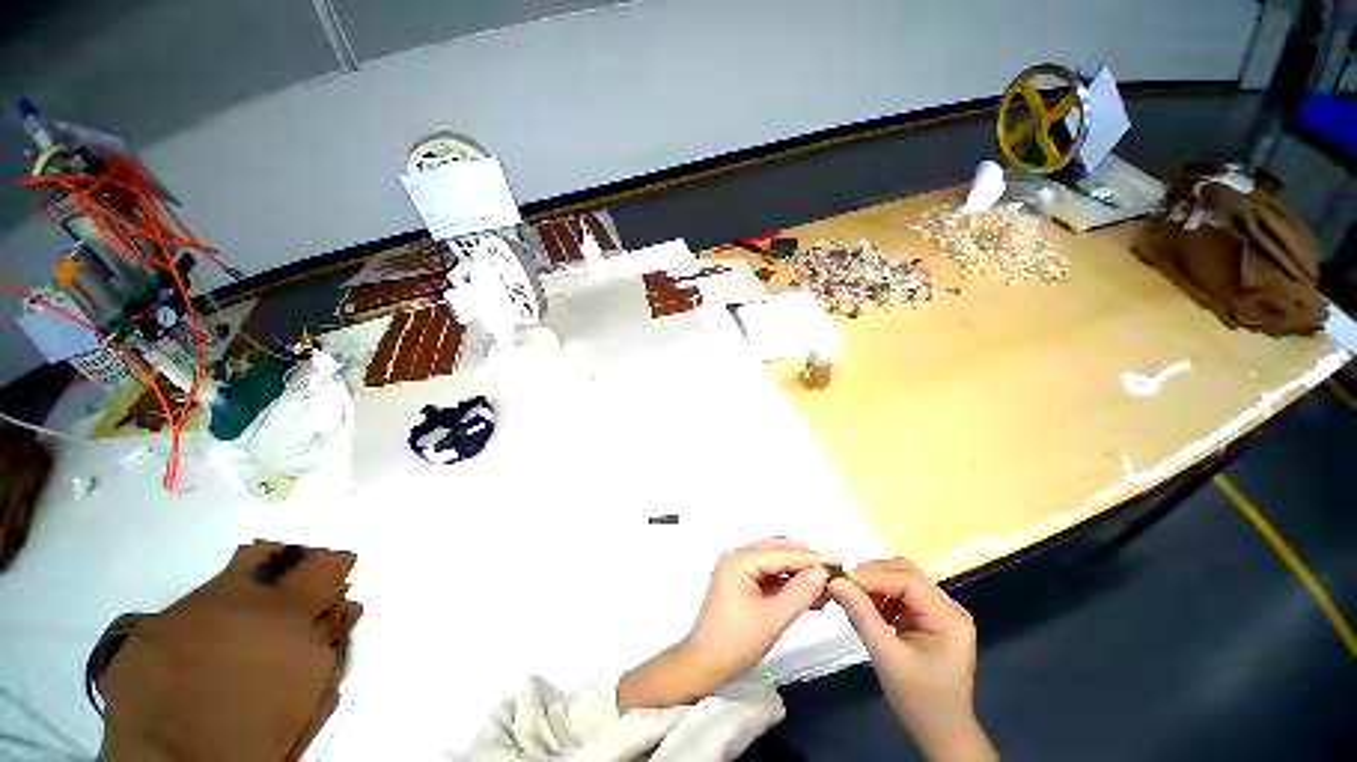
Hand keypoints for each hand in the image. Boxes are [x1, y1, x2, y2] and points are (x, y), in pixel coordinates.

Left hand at [618, 538, 832, 710]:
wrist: (705, 665)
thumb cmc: (735, 641)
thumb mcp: (772, 618)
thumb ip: (800, 592)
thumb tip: (824, 572)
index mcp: (740, 559)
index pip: (782, 553)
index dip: (812, 557)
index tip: (841, 562)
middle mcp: (739, 557)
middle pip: (779, 550)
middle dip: (807, 561)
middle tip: (835, 574)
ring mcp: (740, 569)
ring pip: (777, 563)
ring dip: (800, 573)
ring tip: (828, 587)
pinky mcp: (743, 583)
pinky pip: (771, 576)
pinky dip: (790, 583)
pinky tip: (811, 595)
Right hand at [829, 559, 995, 761]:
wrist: (941, 735)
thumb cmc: (919, 701)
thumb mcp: (887, 658)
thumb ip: (861, 616)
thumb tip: (835, 582)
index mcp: (948, 617)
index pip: (906, 580)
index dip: (871, 576)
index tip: (840, 579)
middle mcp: (949, 608)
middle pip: (906, 573)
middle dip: (872, 575)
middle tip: (844, 585)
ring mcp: (941, 613)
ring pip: (902, 580)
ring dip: (876, 584)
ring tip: (853, 597)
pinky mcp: (930, 619)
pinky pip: (902, 594)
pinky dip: (882, 596)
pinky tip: (868, 609)